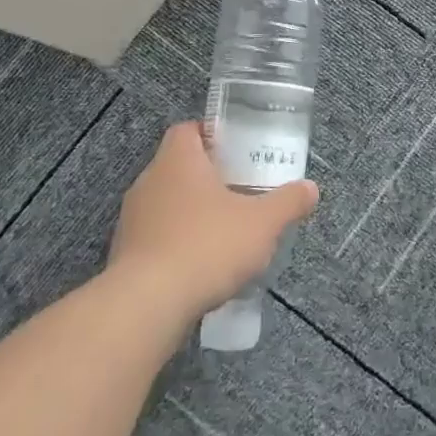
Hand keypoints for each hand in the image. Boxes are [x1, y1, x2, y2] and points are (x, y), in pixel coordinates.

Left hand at [106, 122, 317, 323]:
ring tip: (225, 230)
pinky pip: (157, 237)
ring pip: (167, 203)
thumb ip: (288, 202)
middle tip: (241, 190)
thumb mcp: (263, 223)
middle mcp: (149, 182)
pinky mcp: (125, 254)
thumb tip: (310, 188)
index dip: (212, 135)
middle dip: (209, 177)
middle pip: (179, 166)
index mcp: (178, 161)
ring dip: (192, 212)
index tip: (238, 151)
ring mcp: (132, 219)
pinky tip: (202, 264)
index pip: (188, 130)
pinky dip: (178, 243)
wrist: (147, 305)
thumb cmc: (208, 245)